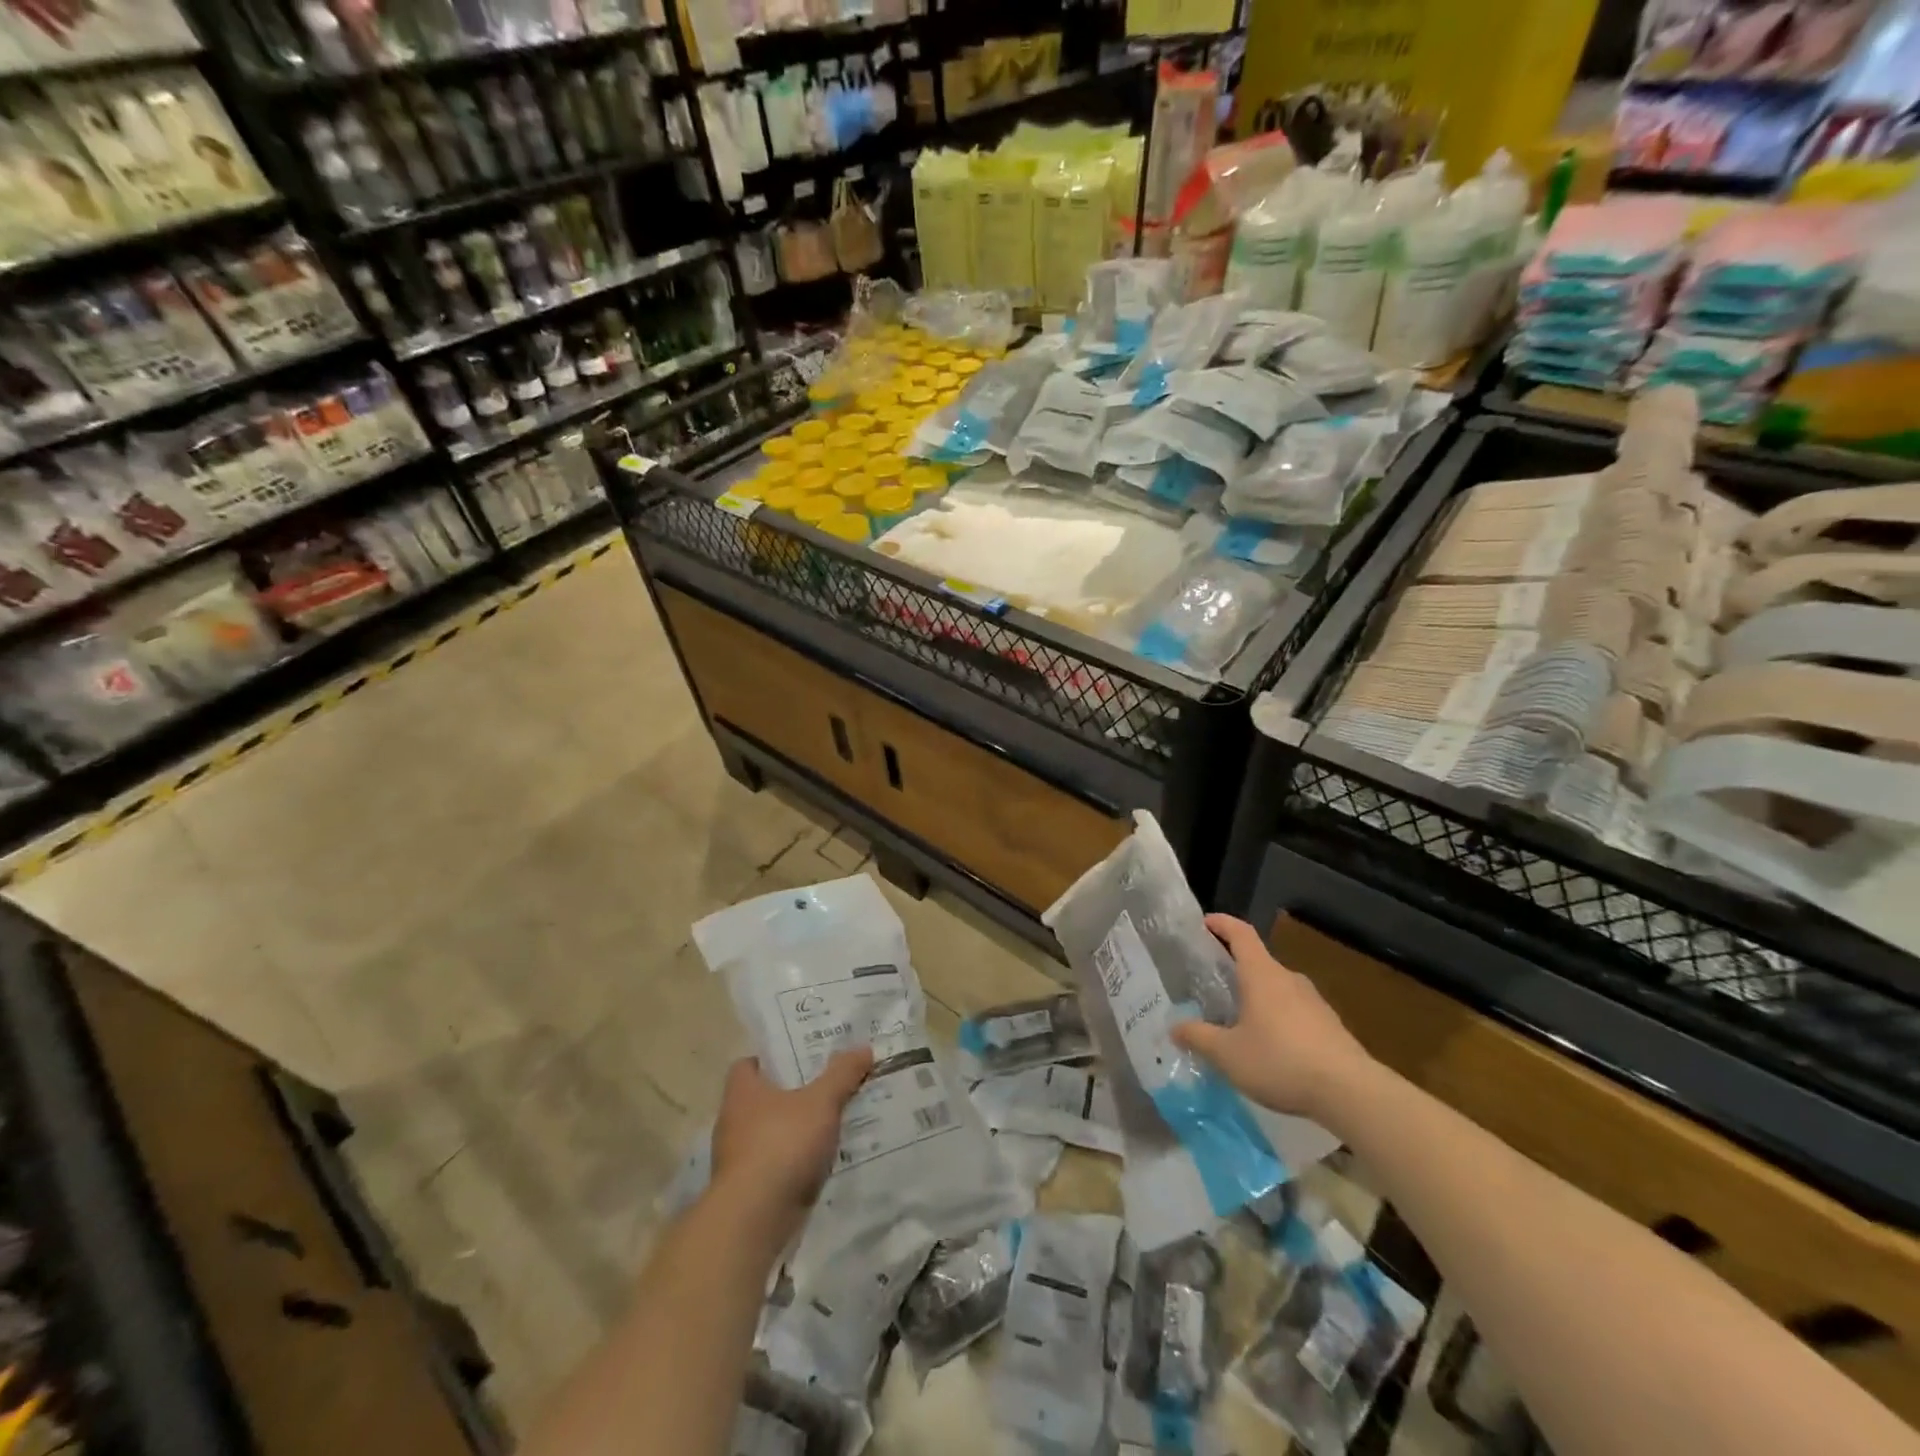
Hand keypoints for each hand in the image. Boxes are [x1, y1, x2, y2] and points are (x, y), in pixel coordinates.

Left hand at [709, 1049, 872, 1242]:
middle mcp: (733, 1121)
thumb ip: (842, 1074)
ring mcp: (738, 1159)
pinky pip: (776, 1165)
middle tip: (827, 1086)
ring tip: (832, 1124)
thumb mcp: (821, 1101)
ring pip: (772, 1134)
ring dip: (796, 1131)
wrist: (754, 1220)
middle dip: (793, 1094)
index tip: (801, 1058)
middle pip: (763, 1099)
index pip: (748, 1065)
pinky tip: (823, 1162)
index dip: (771, 1059)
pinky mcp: (748, 1190)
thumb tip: (864, 1047)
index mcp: (742, 1092)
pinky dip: (795, 1163)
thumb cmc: (782, 1144)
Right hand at [1171, 914, 1374, 1121]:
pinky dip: (1278, 1019)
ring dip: (1258, 997)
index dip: (1222, 923)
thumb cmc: (1280, 1060)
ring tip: (1239, 1021)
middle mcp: (1289, 980)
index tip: (1204, 922)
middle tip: (1213, 985)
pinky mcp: (1330, 1026)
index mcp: (1262, 975)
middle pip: (1259, 962)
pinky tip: (1271, 1048)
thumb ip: (1198, 1037)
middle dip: (1236, 969)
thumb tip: (1174, 1027)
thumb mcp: (1228, 1054)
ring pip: (1278, 989)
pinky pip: (1296, 1012)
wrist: (1351, 1092)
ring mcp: (1314, 1002)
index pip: (1241, 934)